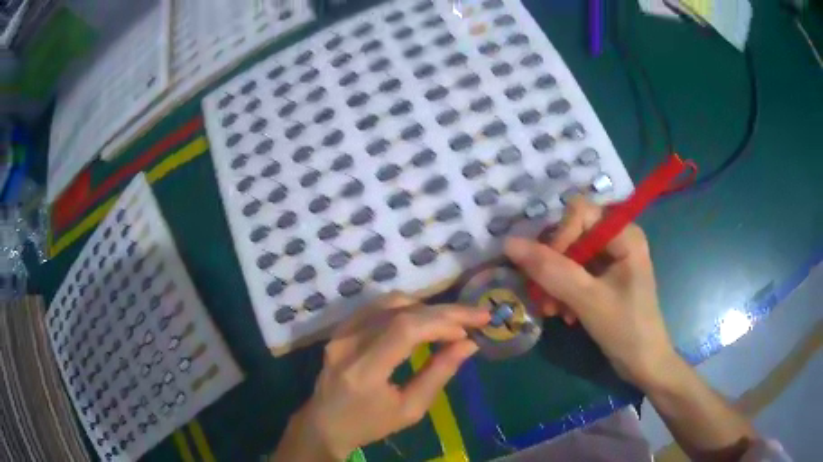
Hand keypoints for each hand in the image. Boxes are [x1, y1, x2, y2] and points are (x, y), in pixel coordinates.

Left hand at [274, 292, 489, 460]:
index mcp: (364, 371)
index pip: (404, 330)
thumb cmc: (370, 424)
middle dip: (443, 311)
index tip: (472, 328)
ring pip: (389, 302)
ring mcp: (340, 333)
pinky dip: (405, 308)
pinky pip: (376, 307)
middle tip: (474, 316)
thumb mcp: (410, 409)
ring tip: (451, 321)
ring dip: (426, 307)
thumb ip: (439, 374)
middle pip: (400, 311)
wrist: (325, 423)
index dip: (441, 322)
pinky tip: (422, 319)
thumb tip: (469, 344)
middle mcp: (348, 344)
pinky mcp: (339, 329)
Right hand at [505, 197, 676, 387]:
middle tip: (542, 296)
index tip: (546, 272)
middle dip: (553, 265)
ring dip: (555, 283)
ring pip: (569, 256)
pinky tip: (563, 314)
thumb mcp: (587, 299)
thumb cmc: (625, 329)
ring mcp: (611, 259)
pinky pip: (574, 273)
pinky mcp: (604, 278)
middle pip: (572, 234)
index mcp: (624, 234)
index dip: (558, 237)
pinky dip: (564, 292)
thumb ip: (551, 270)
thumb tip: (509, 243)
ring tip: (551, 310)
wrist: (644, 363)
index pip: (579, 213)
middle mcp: (618, 239)